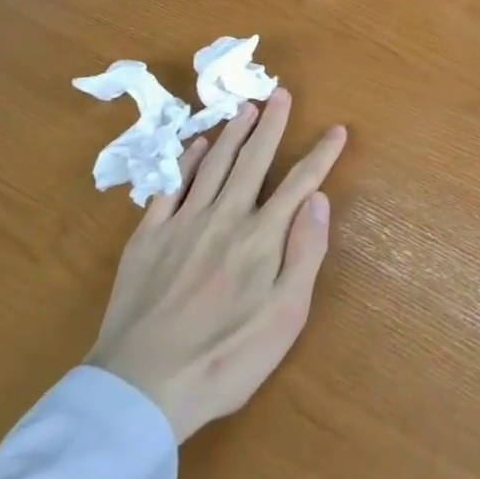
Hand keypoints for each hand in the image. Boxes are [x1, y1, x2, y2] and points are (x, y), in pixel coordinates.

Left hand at [86, 88, 345, 441]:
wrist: (141, 386)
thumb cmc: (225, 359)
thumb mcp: (284, 318)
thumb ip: (305, 253)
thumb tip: (319, 199)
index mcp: (261, 238)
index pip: (299, 184)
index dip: (321, 155)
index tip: (337, 129)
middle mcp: (224, 217)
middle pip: (253, 160)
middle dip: (271, 124)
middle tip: (280, 92)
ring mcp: (183, 222)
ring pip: (214, 164)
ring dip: (233, 133)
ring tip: (247, 107)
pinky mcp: (148, 236)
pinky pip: (171, 186)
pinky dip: (187, 161)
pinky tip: (198, 145)